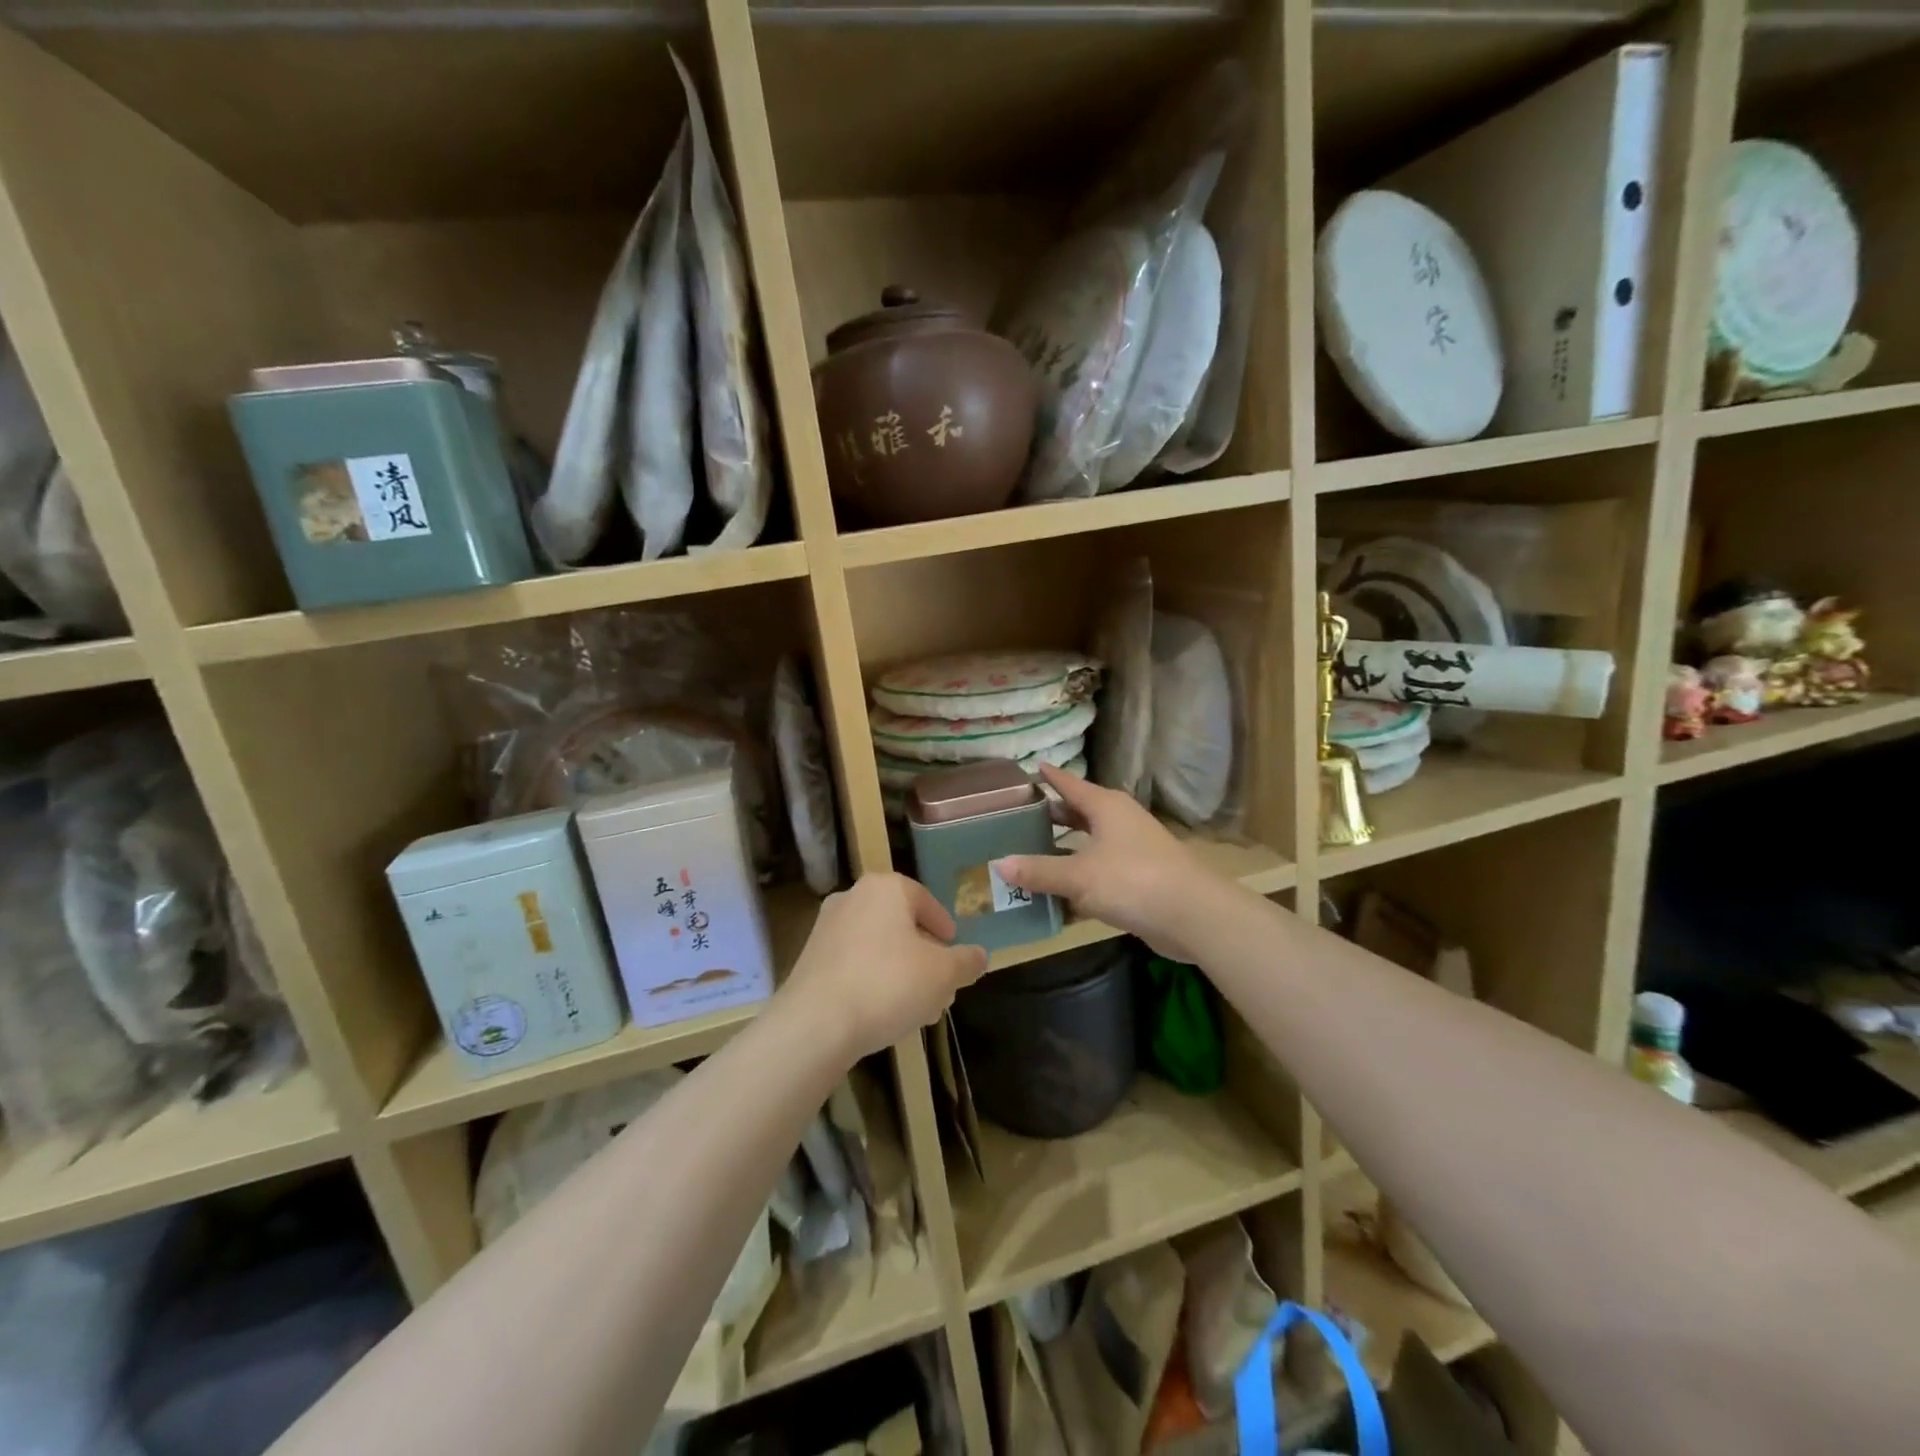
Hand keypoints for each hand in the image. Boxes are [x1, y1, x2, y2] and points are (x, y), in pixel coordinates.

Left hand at [782, 871, 987, 1061]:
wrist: (815, 1023)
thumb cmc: (888, 984)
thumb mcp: (943, 975)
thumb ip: (966, 962)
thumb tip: (980, 956)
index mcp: (886, 888)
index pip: (925, 900)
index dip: (944, 927)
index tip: (954, 951)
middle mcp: (853, 897)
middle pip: (900, 923)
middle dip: (924, 954)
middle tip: (940, 984)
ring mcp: (826, 927)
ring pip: (877, 945)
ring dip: (900, 970)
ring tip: (917, 1006)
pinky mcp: (810, 958)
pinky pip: (853, 962)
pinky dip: (873, 979)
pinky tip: (884, 1012)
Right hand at [993, 765, 1232, 961]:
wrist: (1192, 915)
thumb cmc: (1133, 880)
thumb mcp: (1078, 875)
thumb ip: (1039, 870)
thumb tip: (998, 864)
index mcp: (1106, 807)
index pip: (1070, 784)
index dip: (1049, 777)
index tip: (1030, 768)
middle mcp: (1119, 823)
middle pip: (1078, 814)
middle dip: (1051, 817)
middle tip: (1016, 819)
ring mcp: (1131, 852)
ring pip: (1088, 847)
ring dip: (1062, 854)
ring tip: (1028, 858)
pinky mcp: (1138, 881)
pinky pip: (1098, 876)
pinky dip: (1077, 884)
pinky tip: (1054, 900)